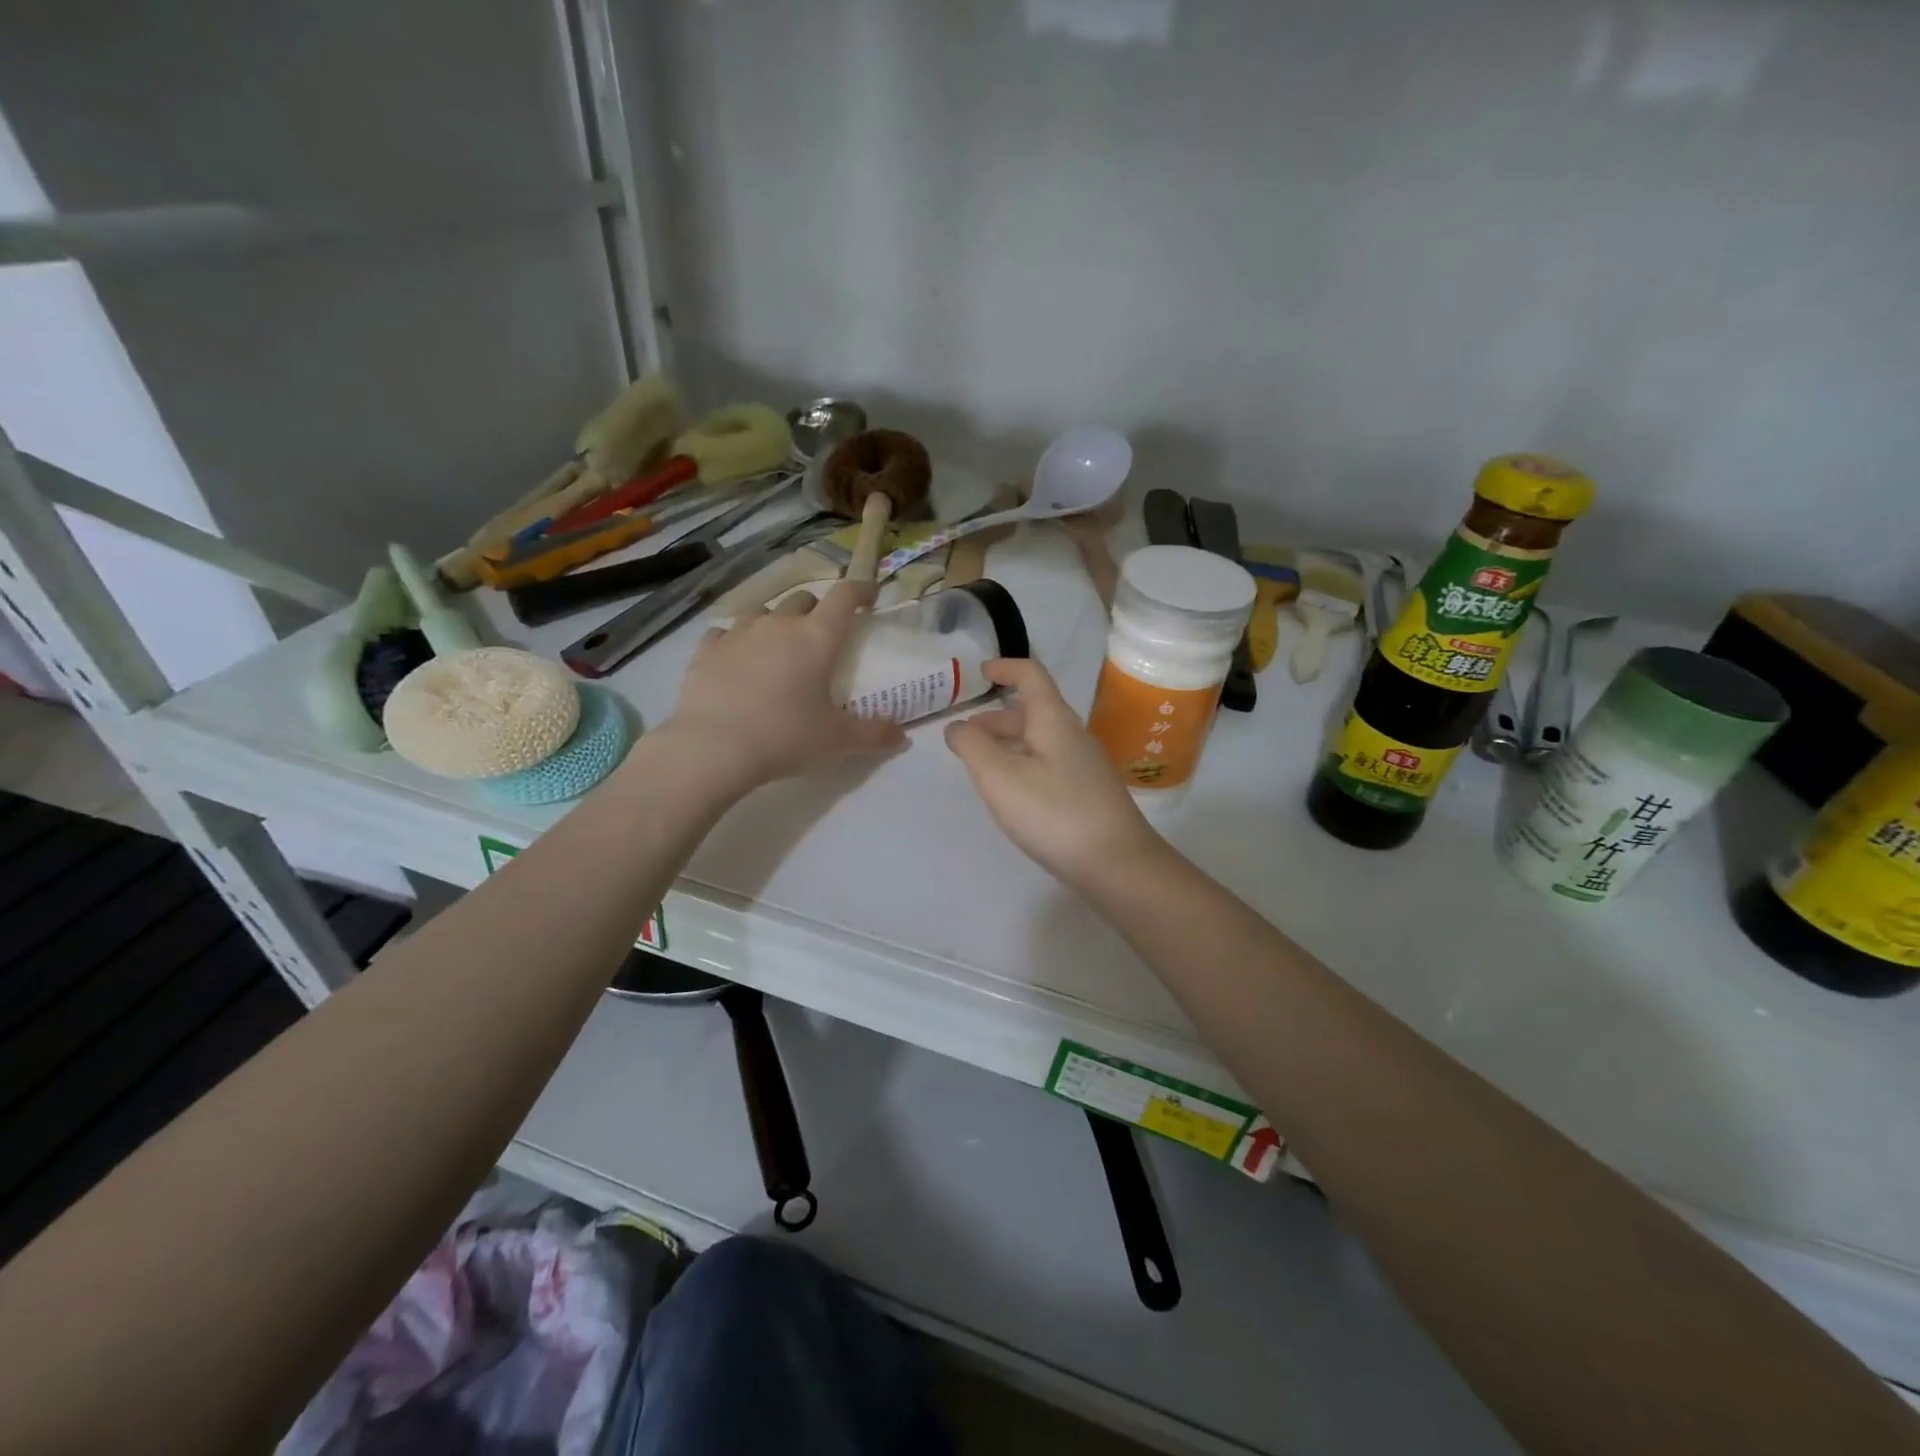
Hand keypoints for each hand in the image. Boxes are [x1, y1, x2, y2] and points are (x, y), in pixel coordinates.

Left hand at [662, 583, 905, 792]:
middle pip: (803, 600)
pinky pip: (726, 632)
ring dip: (776, 621)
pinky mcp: (707, 649)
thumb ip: (874, 735)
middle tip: (822, 634)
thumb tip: (902, 736)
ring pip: (763, 611)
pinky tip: (737, 657)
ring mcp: (739, 632)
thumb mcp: (837, 741)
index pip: (845, 597)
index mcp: (817, 638)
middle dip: (817, 610)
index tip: (870, 594)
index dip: (861, 590)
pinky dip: (737, 640)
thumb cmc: (785, 737)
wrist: (713, 747)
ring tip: (778, 644)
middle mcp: (779, 624)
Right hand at [945, 659, 1168, 890]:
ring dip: (1007, 744)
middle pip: (1033, 711)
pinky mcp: (1087, 794)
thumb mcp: (999, 777)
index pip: (1031, 675)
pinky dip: (1022, 765)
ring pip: (1039, 741)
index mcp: (1053, 720)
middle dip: (996, 717)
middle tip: (965, 735)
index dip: (1004, 668)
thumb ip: (971, 746)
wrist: (1117, 864)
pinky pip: (1048, 765)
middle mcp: (1072, 735)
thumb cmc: (1053, 812)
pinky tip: (1011, 793)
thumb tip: (957, 726)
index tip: (979, 673)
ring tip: (980, 766)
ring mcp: (1084, 766)